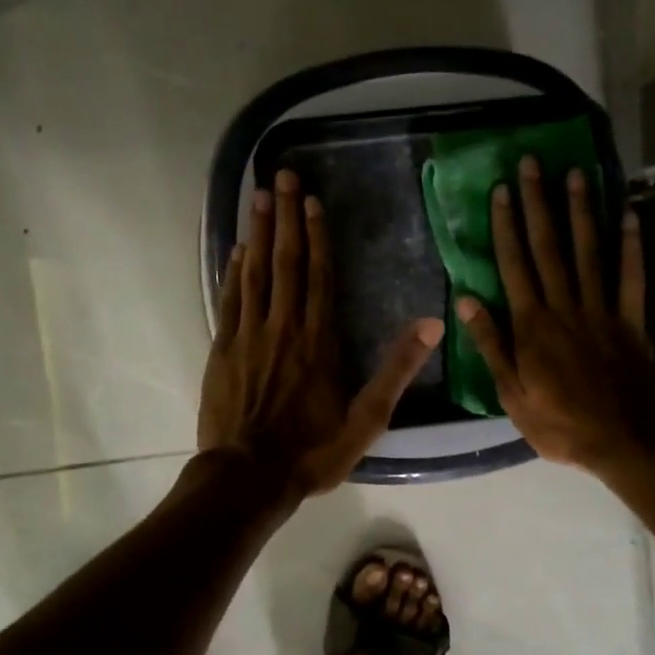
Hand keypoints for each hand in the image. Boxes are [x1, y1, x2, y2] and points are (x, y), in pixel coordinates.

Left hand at [199, 169, 443, 497]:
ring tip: (257, 196)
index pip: (319, 276)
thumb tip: (431, 324)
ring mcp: (248, 336)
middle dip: (284, 217)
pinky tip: (237, 249)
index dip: (316, 236)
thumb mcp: (366, 419)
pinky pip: (229, 300)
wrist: (248, 477)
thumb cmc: (312, 451)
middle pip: (285, 262)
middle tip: (280, 176)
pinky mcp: (222, 350)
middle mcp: (283, 327)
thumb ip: (397, 370)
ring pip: (254, 273)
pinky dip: (233, 271)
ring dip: (257, 232)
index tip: (311, 201)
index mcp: (318, 341)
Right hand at [455, 157, 654, 471]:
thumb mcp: (511, 394)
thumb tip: (464, 301)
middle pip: (549, 247)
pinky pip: (632, 276)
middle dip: (539, 203)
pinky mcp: (633, 320)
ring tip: (576, 174)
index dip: (506, 226)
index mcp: (532, 325)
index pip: (514, 265)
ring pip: (590, 251)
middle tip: (533, 163)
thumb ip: (491, 344)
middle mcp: (566, 306)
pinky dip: (632, 245)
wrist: (627, 442)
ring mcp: (602, 310)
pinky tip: (629, 215)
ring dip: (581, 211)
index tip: (501, 191)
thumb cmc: (561, 424)